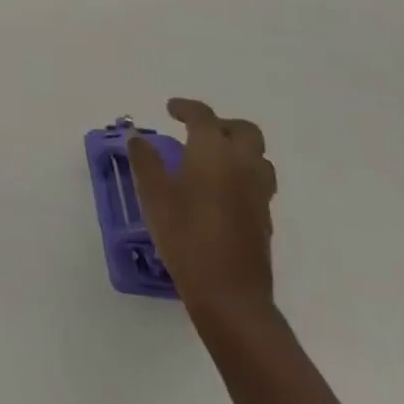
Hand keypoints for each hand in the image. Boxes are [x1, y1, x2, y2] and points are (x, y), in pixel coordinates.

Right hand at [129, 97, 277, 322]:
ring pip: (258, 157)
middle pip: (244, 131)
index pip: (204, 116)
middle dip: (222, 124)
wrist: (229, 295)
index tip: (170, 109)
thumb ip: (146, 161)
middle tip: (197, 131)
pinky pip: (258, 182)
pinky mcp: (264, 219)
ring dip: (237, 149)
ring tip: (212, 159)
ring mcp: (258, 193)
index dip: (186, 108)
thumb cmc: (186, 236)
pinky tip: (220, 191)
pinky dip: (241, 174)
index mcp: (214, 151)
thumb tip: (138, 138)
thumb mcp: (154, 195)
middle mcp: (242, 164)